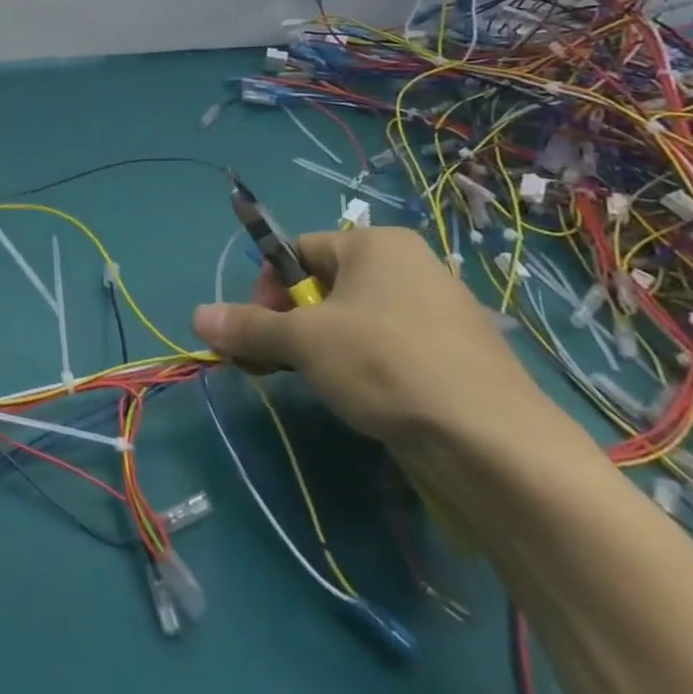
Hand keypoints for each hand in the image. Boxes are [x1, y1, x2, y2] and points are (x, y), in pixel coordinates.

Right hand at [192, 226, 552, 451]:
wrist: (496, 448)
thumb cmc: (387, 366)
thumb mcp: (303, 342)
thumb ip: (247, 326)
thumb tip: (196, 318)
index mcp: (376, 245)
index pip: (298, 250)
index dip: (268, 287)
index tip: (258, 328)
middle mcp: (410, 268)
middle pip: (324, 286)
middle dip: (290, 323)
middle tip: (274, 361)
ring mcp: (438, 315)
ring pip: (354, 323)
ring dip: (319, 349)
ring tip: (314, 384)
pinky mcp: (454, 360)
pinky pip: (388, 351)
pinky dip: (360, 369)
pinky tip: (358, 401)